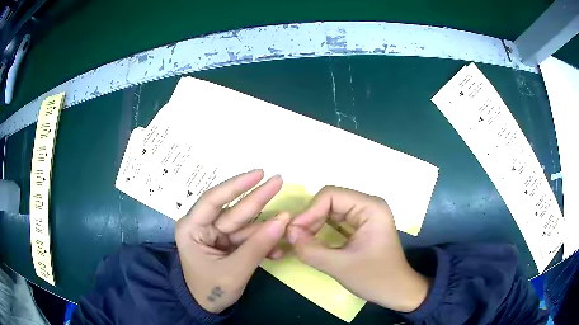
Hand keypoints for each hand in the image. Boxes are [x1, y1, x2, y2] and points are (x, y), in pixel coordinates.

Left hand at [176, 169, 289, 313]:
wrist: (207, 308)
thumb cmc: (211, 290)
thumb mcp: (234, 272)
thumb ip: (257, 247)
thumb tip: (283, 221)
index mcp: (192, 228)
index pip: (213, 199)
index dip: (237, 185)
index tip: (260, 173)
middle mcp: (203, 226)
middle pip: (234, 210)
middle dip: (258, 199)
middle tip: (280, 181)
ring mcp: (217, 235)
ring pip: (245, 225)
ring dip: (267, 228)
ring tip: (289, 224)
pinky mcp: (228, 244)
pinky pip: (248, 239)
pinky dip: (263, 244)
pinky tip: (278, 251)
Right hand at [287, 186, 429, 312]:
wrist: (397, 291)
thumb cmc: (375, 278)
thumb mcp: (340, 266)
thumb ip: (310, 249)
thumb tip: (287, 232)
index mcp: (370, 207)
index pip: (331, 195)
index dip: (309, 211)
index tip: (294, 233)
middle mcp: (368, 205)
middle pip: (330, 201)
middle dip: (311, 219)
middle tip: (295, 239)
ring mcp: (366, 215)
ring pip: (331, 211)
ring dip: (314, 224)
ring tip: (301, 241)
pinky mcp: (362, 226)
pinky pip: (336, 221)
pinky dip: (322, 230)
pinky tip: (312, 241)